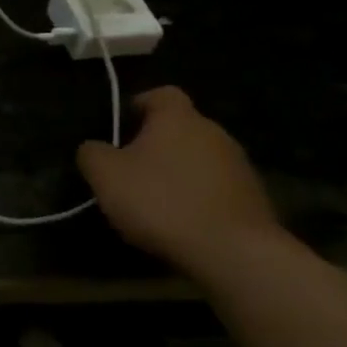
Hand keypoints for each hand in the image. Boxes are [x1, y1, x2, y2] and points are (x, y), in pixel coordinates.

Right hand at [77, 87, 281, 273]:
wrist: (234, 253)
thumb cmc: (161, 201)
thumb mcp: (105, 175)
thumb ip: (92, 153)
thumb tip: (94, 148)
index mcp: (178, 118)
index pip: (161, 93)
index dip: (139, 105)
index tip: (121, 127)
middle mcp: (214, 132)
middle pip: (181, 127)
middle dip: (156, 143)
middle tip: (130, 168)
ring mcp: (240, 166)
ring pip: (199, 158)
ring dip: (179, 172)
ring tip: (155, 201)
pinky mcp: (254, 199)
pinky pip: (216, 188)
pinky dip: (198, 198)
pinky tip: (182, 222)